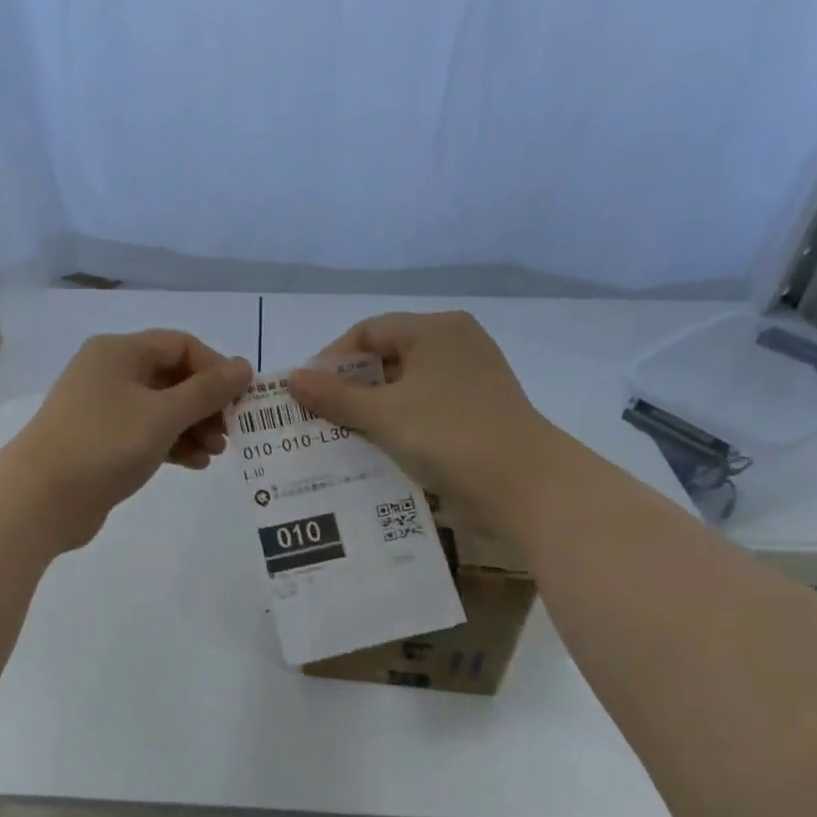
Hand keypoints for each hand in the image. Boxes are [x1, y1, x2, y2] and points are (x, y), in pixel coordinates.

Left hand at [2, 330, 254, 550]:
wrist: (40, 499)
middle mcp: (110, 373)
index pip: (181, 345)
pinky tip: (194, 464)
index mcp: (119, 352)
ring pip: (161, 408)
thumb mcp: (163, 415)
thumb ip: (207, 391)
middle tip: (228, 433)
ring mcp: (103, 409)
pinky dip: (172, 444)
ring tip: (215, 454)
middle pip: (173, 377)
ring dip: (193, 427)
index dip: (215, 369)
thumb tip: (245, 366)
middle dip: (205, 404)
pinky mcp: (101, 442)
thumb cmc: (104, 445)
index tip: (239, 400)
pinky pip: (146, 433)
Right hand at [287, 312, 557, 521]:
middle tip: (318, 416)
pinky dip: (397, 424)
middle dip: (349, 387)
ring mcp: (469, 380)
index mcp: (436, 330)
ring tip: (339, 435)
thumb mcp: (384, 414)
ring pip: (404, 387)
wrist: (525, 486)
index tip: (307, 392)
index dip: (331, 359)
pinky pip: (423, 409)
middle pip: (386, 357)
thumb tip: (292, 378)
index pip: (368, 331)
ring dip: (370, 409)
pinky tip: (376, 448)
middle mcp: (455, 345)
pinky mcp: (476, 412)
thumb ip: (334, 396)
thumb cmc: (450, 435)